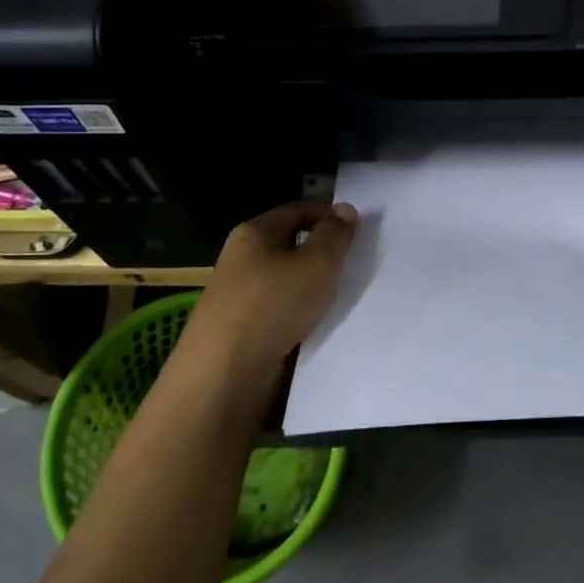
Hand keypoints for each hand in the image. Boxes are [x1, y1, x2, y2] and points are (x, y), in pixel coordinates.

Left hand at [174, 200, 359, 404]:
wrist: (224, 374)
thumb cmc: (273, 305)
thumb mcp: (316, 264)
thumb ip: (334, 235)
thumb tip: (345, 209)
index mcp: (253, 232)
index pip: (297, 210)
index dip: (328, 213)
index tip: (359, 228)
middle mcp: (240, 258)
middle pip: (289, 244)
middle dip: (321, 251)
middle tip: (356, 262)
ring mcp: (237, 295)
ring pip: (284, 280)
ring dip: (311, 286)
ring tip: (344, 295)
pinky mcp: (240, 329)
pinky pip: (278, 310)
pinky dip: (299, 312)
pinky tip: (319, 324)